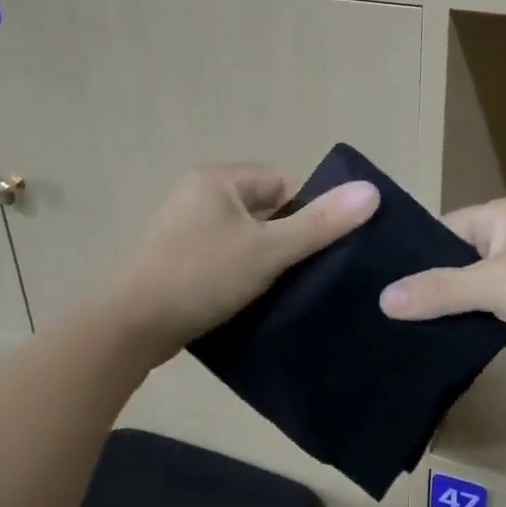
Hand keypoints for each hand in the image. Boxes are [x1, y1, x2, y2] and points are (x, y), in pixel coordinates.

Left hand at [111, 163, 378, 359]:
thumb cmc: (203, 277)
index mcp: (217, 179)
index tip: (311, 249)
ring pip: (243, 235)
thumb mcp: (269, 250)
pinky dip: (238, 271)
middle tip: (298, 271)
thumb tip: (372, 191)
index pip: (281, 182)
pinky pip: (222, 254)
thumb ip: (320, 223)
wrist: (133, 327)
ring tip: (278, 287)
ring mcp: (182, 226)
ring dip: (262, 257)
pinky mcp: (175, 257)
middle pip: (263, 208)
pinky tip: (249, 296)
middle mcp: (197, 194)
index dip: (304, 212)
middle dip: (283, 237)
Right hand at [378, 195, 505, 370]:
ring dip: (459, 304)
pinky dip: (482, 317)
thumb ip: (439, 290)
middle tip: (396, 312)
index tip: (386, 285)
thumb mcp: (493, 285)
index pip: (444, 228)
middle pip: (460, 257)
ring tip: (416, 327)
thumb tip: (383, 299)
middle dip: (435, 284)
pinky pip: (500, 303)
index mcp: (504, 213)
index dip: (417, 256)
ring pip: (480, 283)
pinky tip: (456, 336)